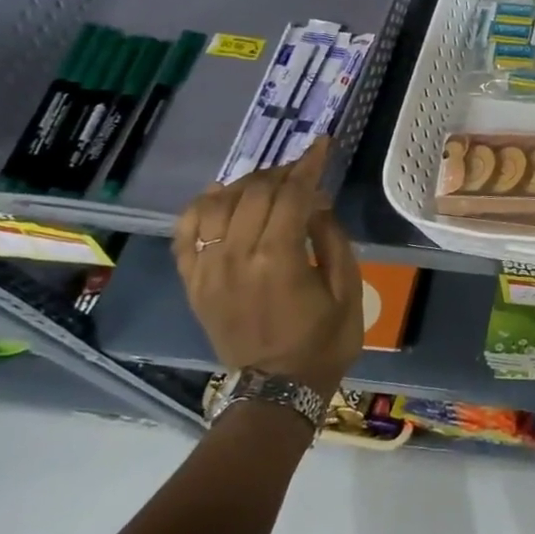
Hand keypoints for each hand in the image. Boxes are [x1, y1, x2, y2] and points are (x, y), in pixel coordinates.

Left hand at [172, 140, 362, 394]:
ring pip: (217, 204)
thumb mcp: (348, 289)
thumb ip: (332, 239)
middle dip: (282, 172)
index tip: (322, 145)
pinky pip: (186, 231)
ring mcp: (208, 269)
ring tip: (268, 183)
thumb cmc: (324, 340)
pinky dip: (202, 207)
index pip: (291, 195)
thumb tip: (317, 204)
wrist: (277, 388)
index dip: (309, 165)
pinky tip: (220, 197)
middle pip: (254, 192)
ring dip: (245, 184)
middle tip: (303, 170)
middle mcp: (236, 257)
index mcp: (279, 259)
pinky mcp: (193, 282)